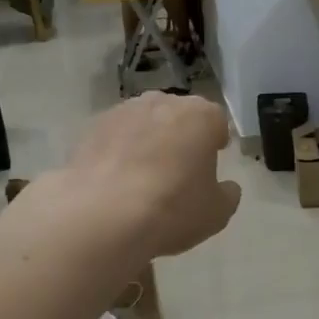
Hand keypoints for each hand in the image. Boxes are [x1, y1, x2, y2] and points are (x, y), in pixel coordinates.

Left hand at [46, 93, 240, 258]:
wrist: (102, 216)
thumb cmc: (172, 209)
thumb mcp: (217, 213)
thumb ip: (227, 194)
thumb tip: (226, 187)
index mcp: (200, 115)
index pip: (216, 120)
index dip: (216, 139)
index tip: (214, 158)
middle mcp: (162, 102)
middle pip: (178, 115)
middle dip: (181, 135)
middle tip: (180, 167)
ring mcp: (122, 112)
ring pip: (144, 123)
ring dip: (148, 140)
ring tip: (144, 175)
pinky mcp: (91, 128)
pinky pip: (115, 137)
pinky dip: (118, 151)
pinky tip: (116, 181)